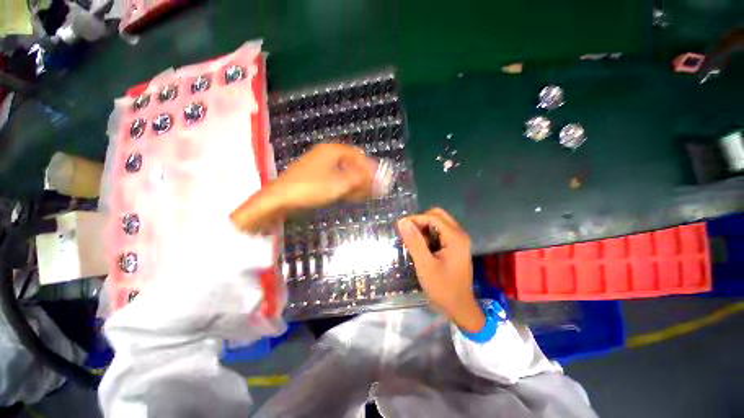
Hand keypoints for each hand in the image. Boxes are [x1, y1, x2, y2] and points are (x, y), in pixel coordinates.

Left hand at [231, 143, 376, 231]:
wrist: (280, 199)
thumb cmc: (310, 188)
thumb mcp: (339, 184)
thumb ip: (360, 179)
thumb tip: (376, 177)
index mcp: (332, 150)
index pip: (358, 155)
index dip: (370, 167)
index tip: (378, 180)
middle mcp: (326, 155)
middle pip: (351, 163)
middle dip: (363, 177)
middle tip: (372, 189)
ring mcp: (319, 166)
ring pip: (343, 172)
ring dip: (355, 183)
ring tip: (364, 195)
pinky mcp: (315, 177)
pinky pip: (335, 179)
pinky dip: (344, 187)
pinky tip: (351, 196)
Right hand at [396, 208, 485, 332]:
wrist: (459, 308)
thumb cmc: (442, 288)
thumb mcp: (425, 265)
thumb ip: (414, 242)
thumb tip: (402, 221)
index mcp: (455, 237)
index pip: (433, 217)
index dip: (415, 219)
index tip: (400, 228)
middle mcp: (459, 234)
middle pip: (437, 216)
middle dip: (420, 221)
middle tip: (408, 234)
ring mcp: (458, 240)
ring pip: (438, 223)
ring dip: (424, 228)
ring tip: (414, 242)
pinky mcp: (455, 246)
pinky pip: (440, 232)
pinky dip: (429, 235)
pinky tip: (422, 247)